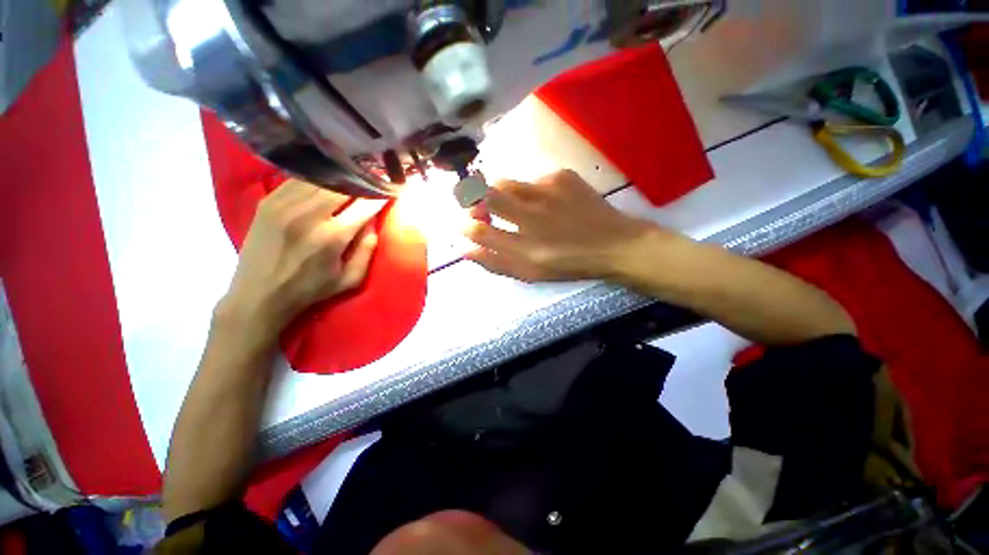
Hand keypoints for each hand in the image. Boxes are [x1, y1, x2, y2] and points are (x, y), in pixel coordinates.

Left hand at [220, 179, 384, 340]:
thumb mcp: (350, 279)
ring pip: (321, 178)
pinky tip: (325, 184)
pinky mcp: (268, 200)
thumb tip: (373, 222)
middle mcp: (309, 215)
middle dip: (362, 183)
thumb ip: (367, 250)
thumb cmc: (310, 289)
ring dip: (341, 179)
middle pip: (344, 185)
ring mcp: (285, 204)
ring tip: (351, 179)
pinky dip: (317, 180)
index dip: (380, 196)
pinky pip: (299, 179)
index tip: (389, 190)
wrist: (258, 294)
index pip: (365, 205)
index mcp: (333, 236)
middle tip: (372, 182)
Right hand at [463, 170, 655, 282]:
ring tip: (513, 204)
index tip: (465, 224)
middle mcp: (532, 218)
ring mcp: (547, 193)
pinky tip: (547, 202)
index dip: (465, 225)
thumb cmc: (569, 264)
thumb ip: (496, 263)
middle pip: (486, 196)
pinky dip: (531, 191)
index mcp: (524, 249)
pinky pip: (533, 180)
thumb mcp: (531, 274)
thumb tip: (465, 250)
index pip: (479, 230)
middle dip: (472, 199)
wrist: (614, 244)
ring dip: (499, 193)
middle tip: (478, 206)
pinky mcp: (562, 177)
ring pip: (505, 183)